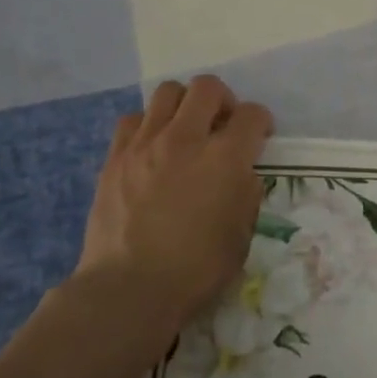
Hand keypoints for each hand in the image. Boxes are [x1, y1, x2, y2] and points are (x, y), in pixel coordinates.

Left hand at [77, 76, 273, 336]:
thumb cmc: (196, 269)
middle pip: (208, 87)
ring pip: (168, 92)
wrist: (129, 290)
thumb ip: (246, 194)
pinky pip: (133, 120)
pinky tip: (151, 149)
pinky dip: (147, 125)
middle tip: (222, 126)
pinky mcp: (115, 157)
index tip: (259, 137)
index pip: (252, 114)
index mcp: (225, 158)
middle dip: (223, 100)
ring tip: (185, 130)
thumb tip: (240, 175)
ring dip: (184, 105)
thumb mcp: (241, 235)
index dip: (261, 122)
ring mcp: (146, 144)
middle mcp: (186, 138)